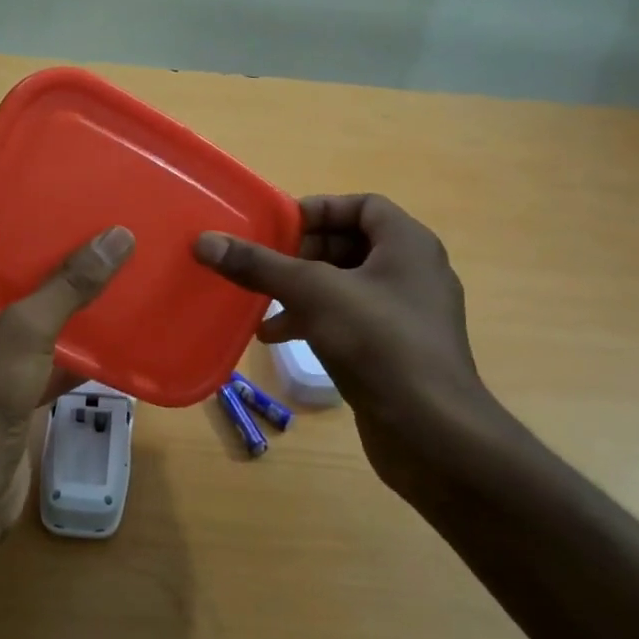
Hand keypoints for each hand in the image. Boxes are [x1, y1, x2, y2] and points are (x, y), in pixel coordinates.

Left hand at [0, 226, 134, 528]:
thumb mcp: (21, 332)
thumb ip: (67, 286)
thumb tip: (117, 235)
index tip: (38, 202)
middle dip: (39, 263)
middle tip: (83, 232)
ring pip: (21, 325)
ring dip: (58, 308)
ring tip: (102, 273)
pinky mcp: (1, 400)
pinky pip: (37, 363)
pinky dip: (66, 354)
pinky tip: (106, 338)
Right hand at [194, 196, 516, 496]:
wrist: (433, 433)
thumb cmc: (378, 343)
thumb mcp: (312, 294)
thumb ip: (259, 265)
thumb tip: (205, 241)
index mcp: (408, 244)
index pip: (362, 205)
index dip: (319, 210)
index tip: (278, 228)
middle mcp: (414, 273)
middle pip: (352, 244)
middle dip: (304, 254)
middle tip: (266, 265)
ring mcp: (409, 315)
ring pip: (348, 286)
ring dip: (304, 291)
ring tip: (263, 307)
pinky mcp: (400, 352)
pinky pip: (353, 321)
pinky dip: (317, 321)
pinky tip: (281, 340)